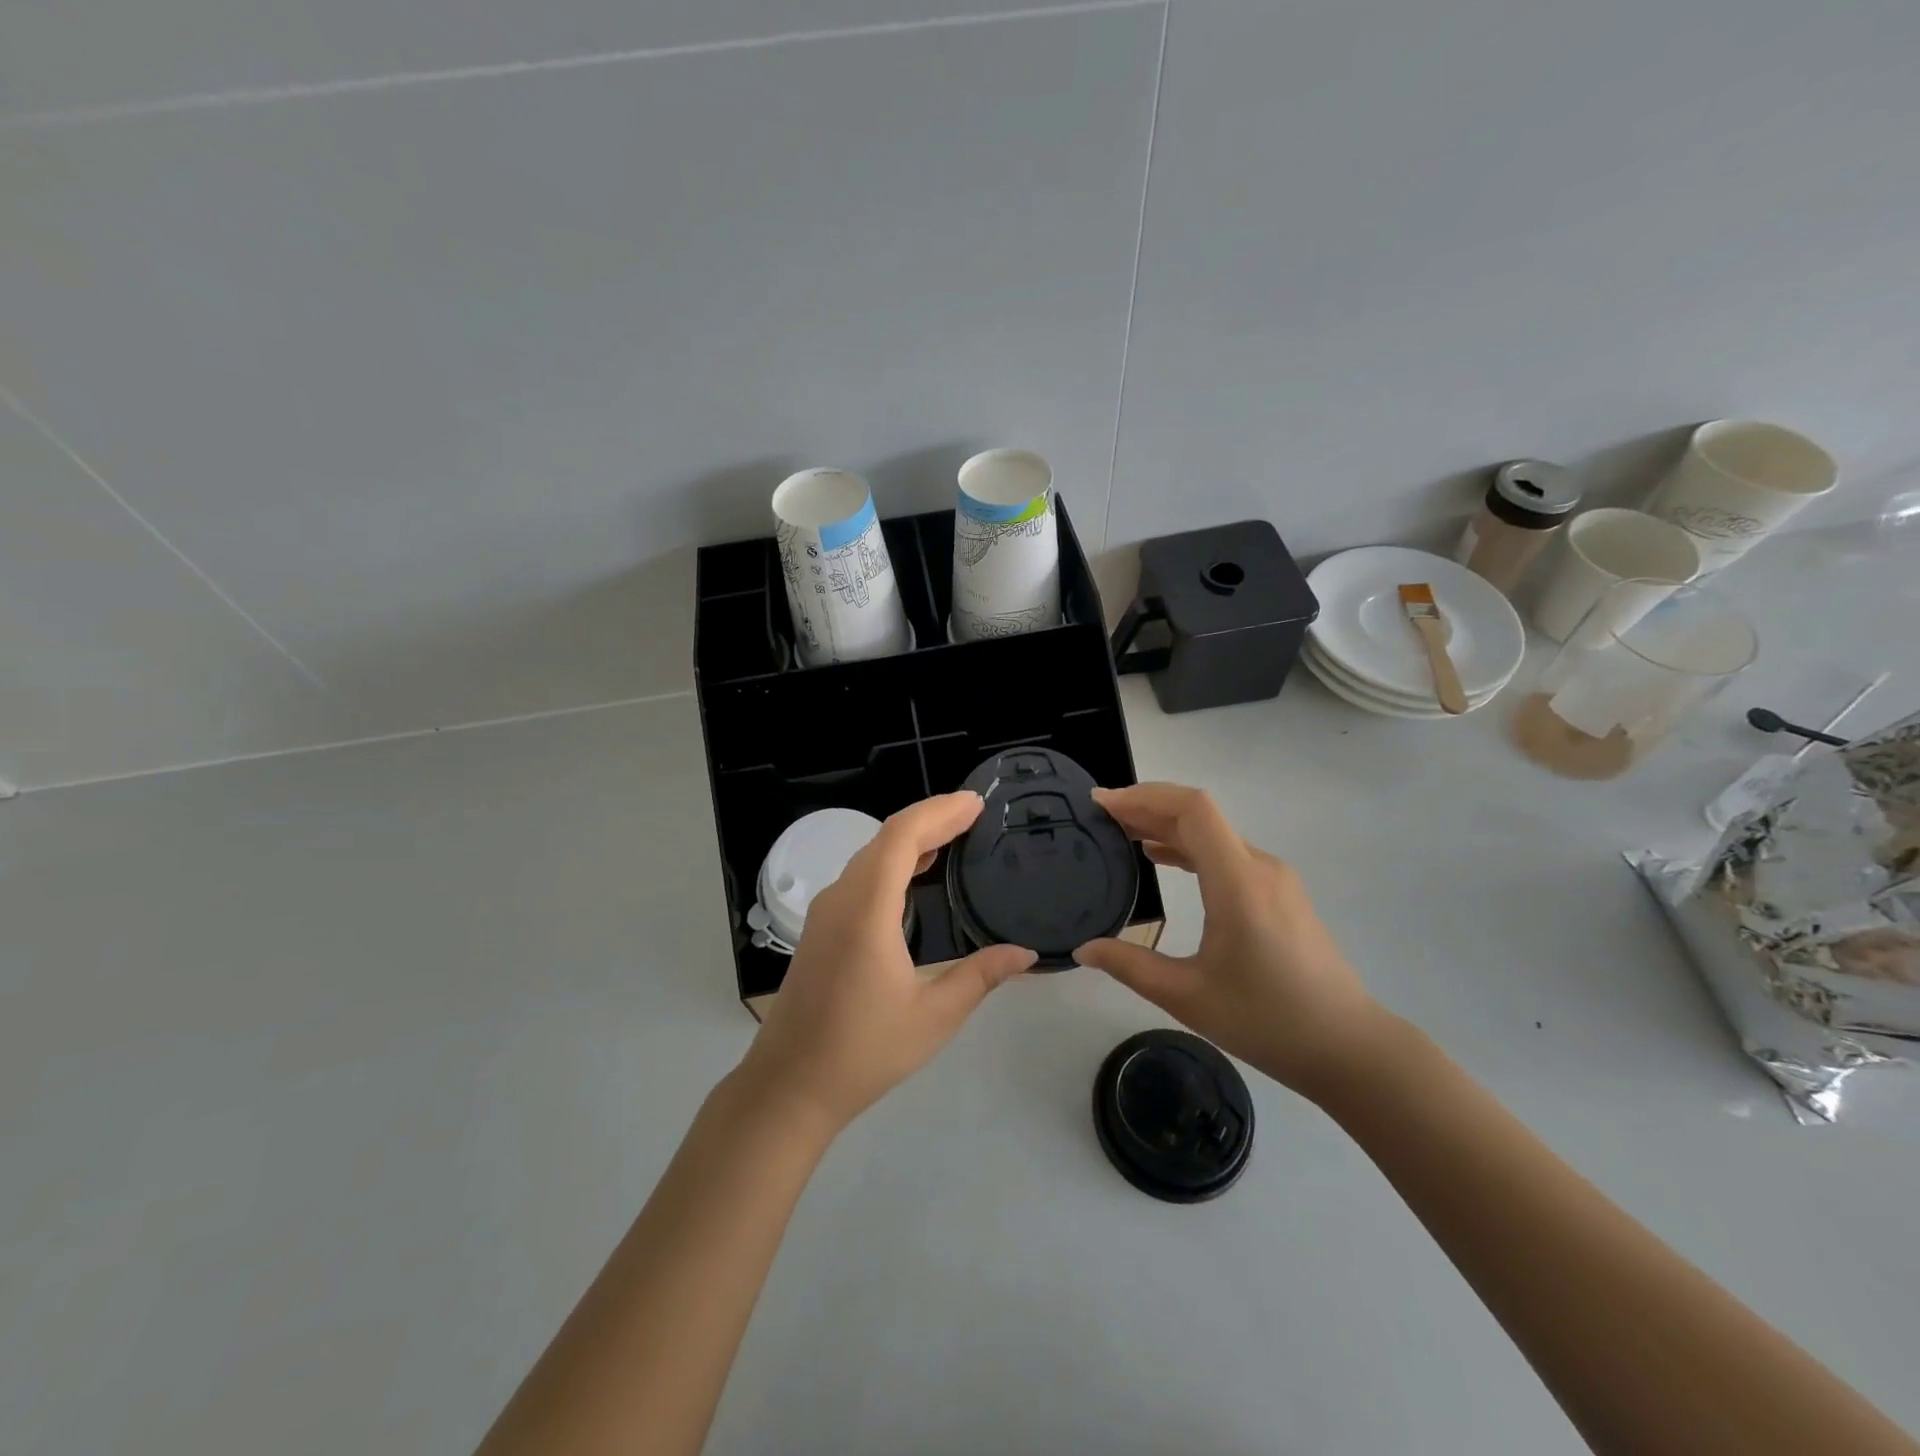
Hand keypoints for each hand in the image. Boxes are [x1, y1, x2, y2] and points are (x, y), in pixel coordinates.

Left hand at [738, 791, 1036, 1130]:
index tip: (976, 803)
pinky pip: (860, 876)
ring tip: (953, 834)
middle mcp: (841, 899)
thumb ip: (980, 976)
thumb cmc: (863, 1051)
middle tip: (974, 813)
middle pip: (885, 838)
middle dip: (930, 818)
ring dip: (910, 839)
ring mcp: (826, 912)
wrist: (790, 1086)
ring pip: (870, 855)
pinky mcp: (821, 928)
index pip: (901, 837)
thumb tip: (1026, 953)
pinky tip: (915, 875)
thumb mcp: (933, 1016)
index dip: (939, 812)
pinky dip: (892, 862)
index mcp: (866, 910)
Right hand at [1073, 782, 1385, 1098]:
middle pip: (1199, 814)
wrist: (1348, 1047)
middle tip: (1101, 816)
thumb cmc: (1267, 1021)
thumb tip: (1083, 949)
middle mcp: (1258, 866)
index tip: (1102, 804)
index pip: (1192, 809)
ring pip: (1213, 832)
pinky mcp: (1279, 893)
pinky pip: (1227, 852)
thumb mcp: (1188, 997)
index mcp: (1237, 882)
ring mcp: (1273, 878)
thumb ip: (1130, 966)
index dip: (1144, 797)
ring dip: (1167, 825)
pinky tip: (1162, 859)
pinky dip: (1189, 845)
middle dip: (1147, 807)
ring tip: (1122, 833)